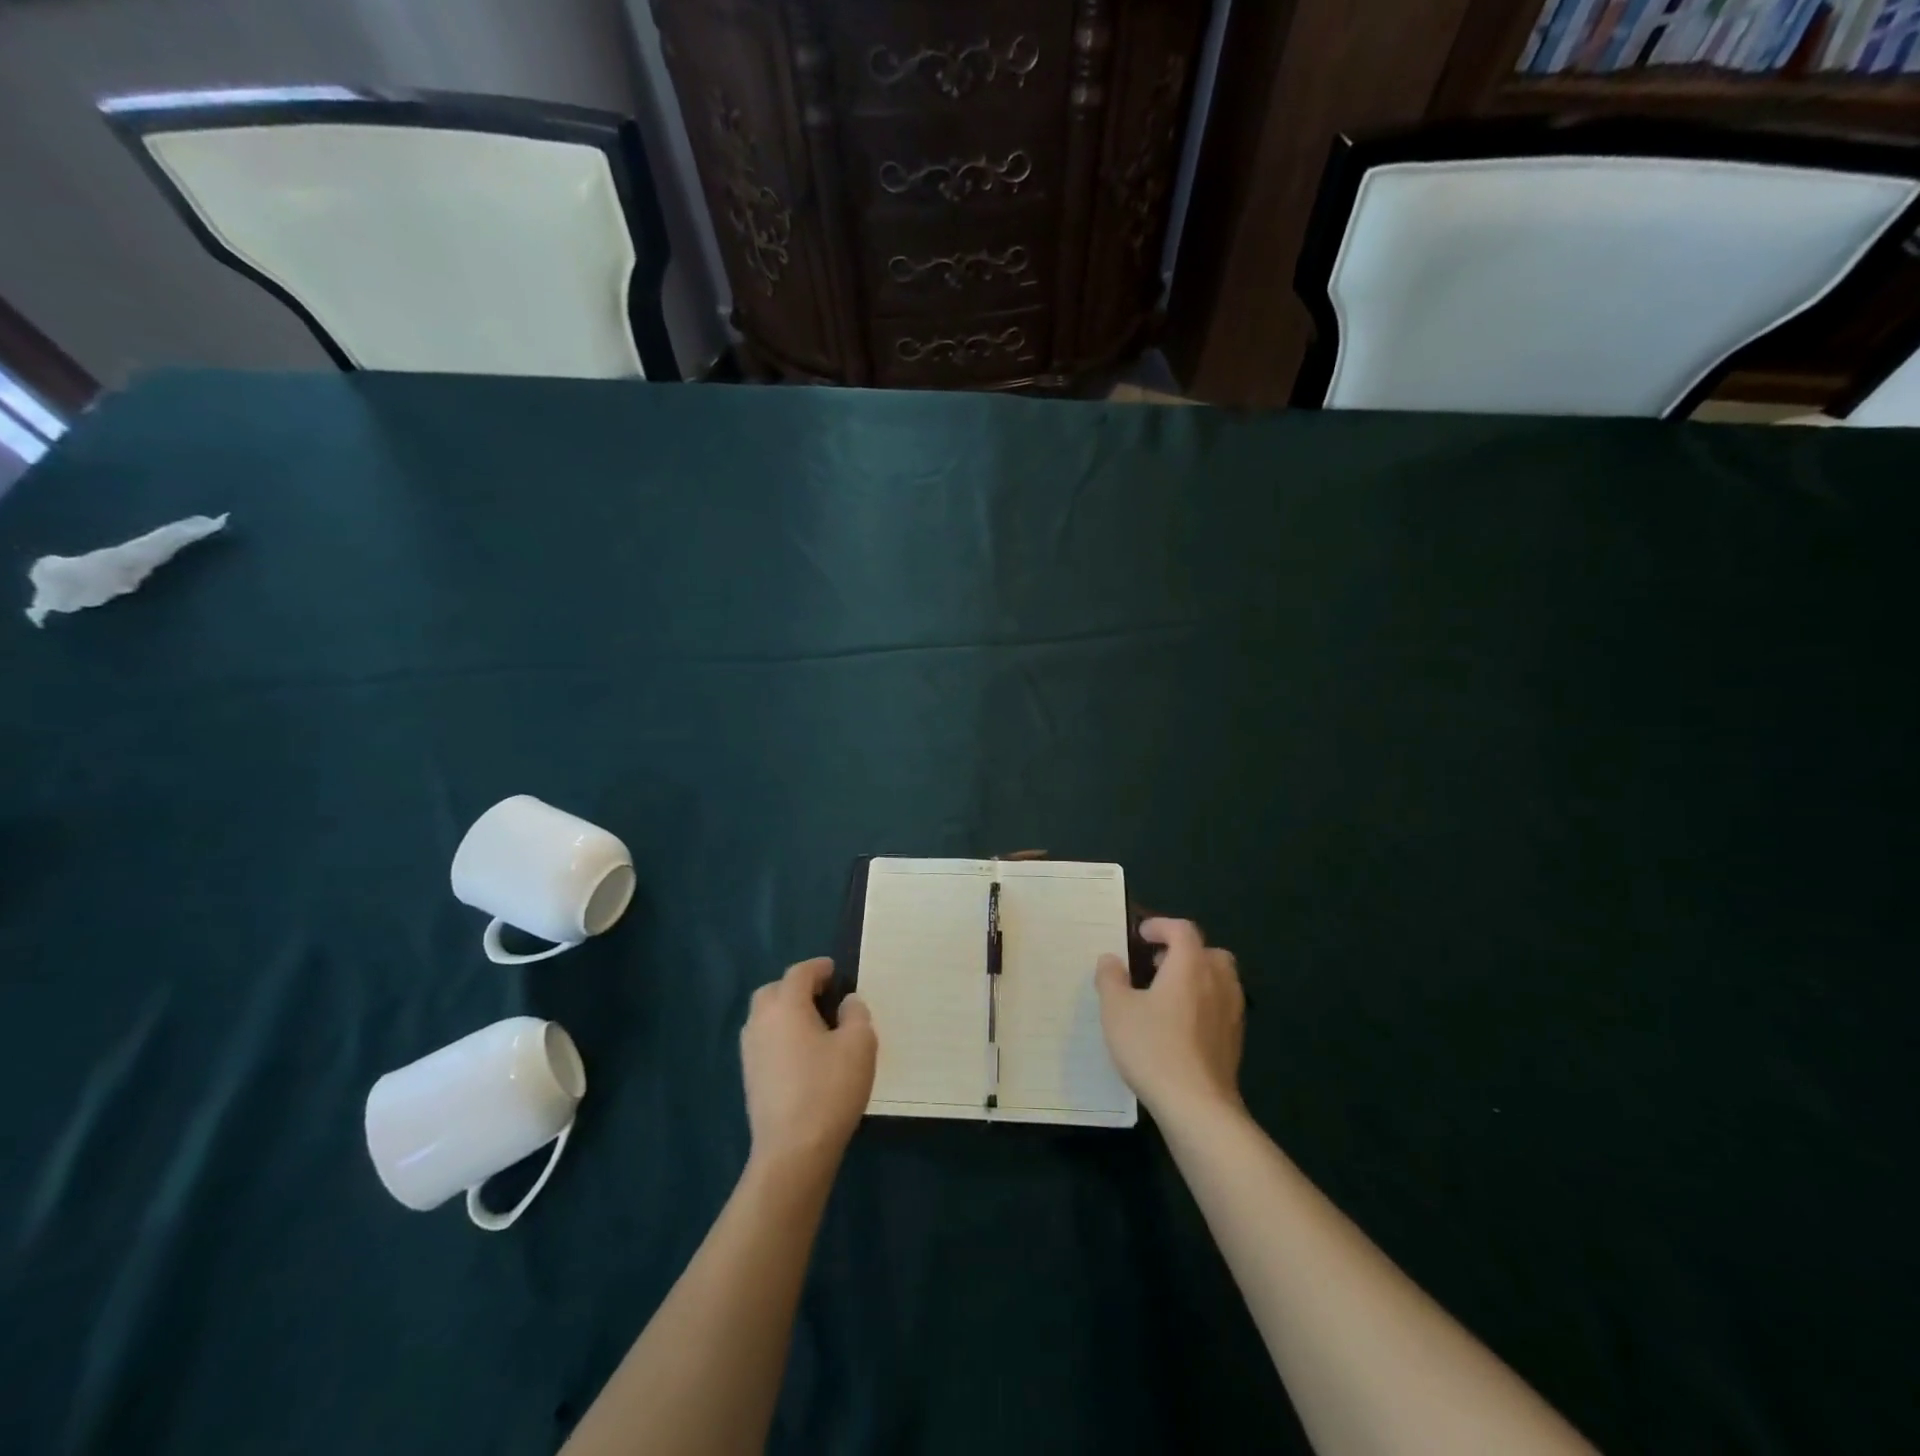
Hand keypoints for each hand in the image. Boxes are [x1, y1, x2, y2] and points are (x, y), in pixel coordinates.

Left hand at [740, 958, 876, 1172]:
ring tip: (813, 1024)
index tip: (834, 971)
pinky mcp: (750, 1078)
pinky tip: (801, 1054)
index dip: (818, 968)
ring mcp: (750, 1052)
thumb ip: (856, 1014)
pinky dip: (780, 1036)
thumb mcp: (859, 1044)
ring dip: (785, 1012)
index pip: (799, 973)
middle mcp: (761, 1022)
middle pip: (773, 991)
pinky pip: (764, 1041)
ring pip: (764, 1017)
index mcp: (785, 1006)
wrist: (793, 1150)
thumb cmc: (829, 1089)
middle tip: (821, 996)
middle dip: (795, 987)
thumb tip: (847, 1002)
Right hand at [1095, 918, 1244, 1122]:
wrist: (1197, 1105)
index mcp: (1190, 965)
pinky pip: (1223, 1005)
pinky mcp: (1235, 1039)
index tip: (1141, 935)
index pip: (1182, 930)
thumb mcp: (1116, 1009)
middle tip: (1157, 964)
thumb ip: (1111, 978)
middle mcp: (1217, 981)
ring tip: (1169, 994)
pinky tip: (1182, 1024)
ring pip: (1220, 978)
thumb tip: (1110, 959)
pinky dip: (1205, 1001)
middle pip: (1208, 951)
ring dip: (1197, 976)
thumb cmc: (1153, 1048)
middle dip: (1184, 951)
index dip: (1161, 926)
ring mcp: (1232, 1011)